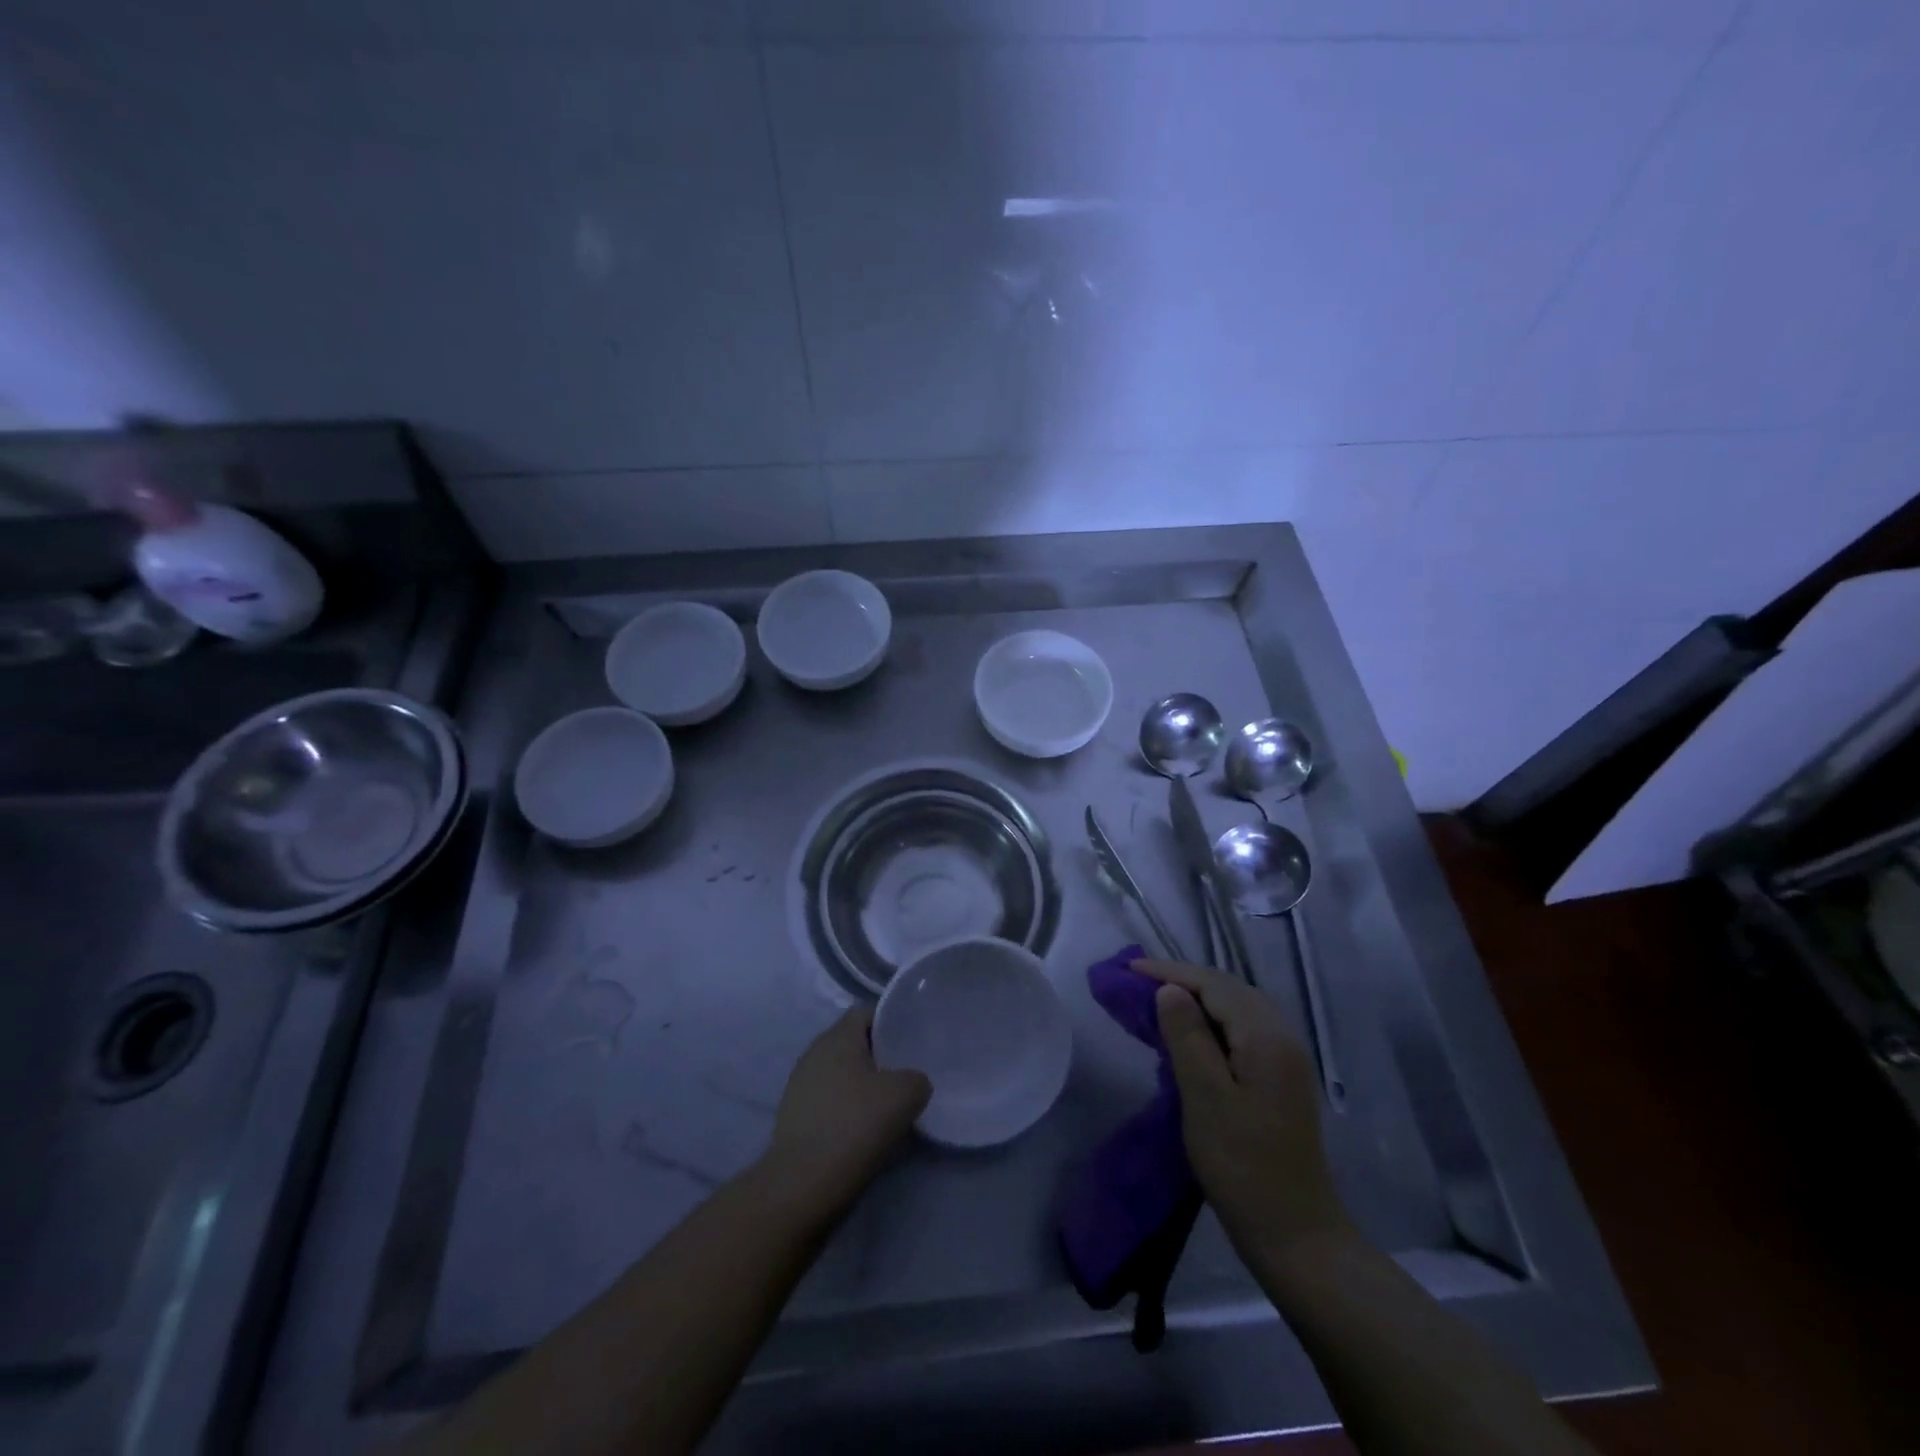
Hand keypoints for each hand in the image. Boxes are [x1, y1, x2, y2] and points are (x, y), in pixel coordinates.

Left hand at [764, 1008, 930, 1216]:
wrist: (802, 1184)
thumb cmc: (855, 1125)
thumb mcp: (905, 1094)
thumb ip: (916, 1078)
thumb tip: (913, 1082)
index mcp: (838, 1036)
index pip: (867, 1012)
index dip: (891, 1022)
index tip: (912, 1041)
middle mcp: (814, 1051)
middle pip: (852, 1043)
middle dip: (878, 1056)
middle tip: (905, 1074)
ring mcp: (799, 1084)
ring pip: (839, 1073)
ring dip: (860, 1085)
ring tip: (886, 1106)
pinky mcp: (792, 1117)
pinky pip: (828, 1100)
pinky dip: (845, 1109)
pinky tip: (861, 1130)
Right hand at [1135, 959, 1352, 1263]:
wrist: (1296, 1236)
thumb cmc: (1243, 1166)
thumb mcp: (1205, 1098)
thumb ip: (1188, 1037)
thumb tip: (1169, 990)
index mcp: (1267, 1037)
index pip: (1214, 985)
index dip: (1171, 972)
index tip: (1128, 969)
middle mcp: (1283, 1037)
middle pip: (1229, 989)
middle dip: (1183, 980)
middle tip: (1138, 983)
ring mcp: (1287, 1059)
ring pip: (1237, 1008)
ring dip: (1198, 998)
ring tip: (1159, 1001)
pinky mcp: (1282, 1079)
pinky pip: (1244, 1029)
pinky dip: (1213, 1020)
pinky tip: (1192, 1034)